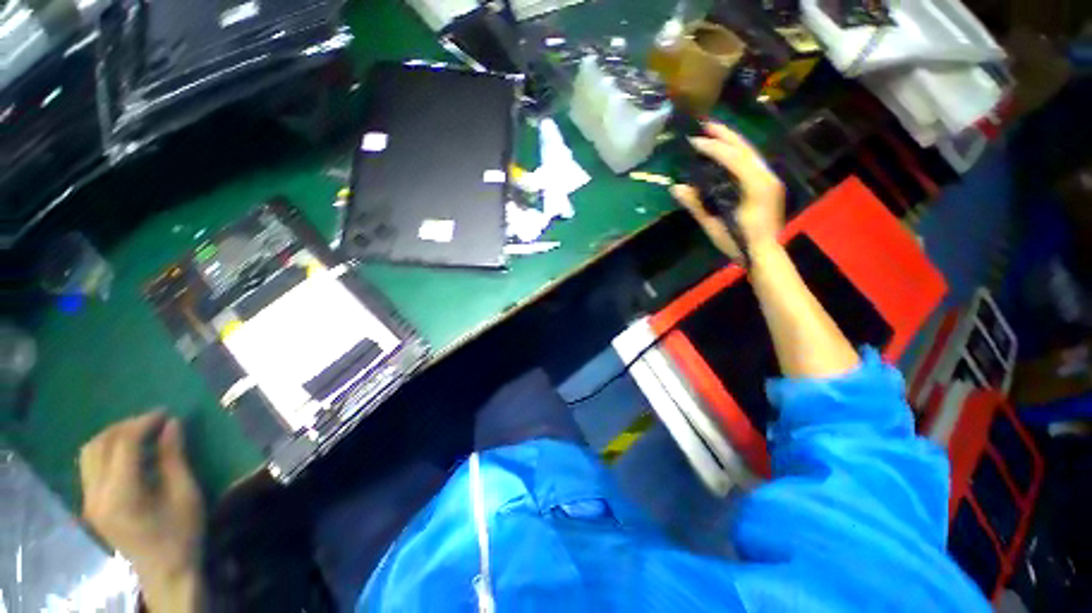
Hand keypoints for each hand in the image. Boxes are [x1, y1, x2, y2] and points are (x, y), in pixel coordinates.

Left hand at [80, 412, 204, 596]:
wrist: (165, 571)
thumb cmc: (181, 532)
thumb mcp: (185, 493)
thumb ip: (173, 457)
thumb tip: (172, 424)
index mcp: (120, 495)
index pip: (122, 445)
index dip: (143, 423)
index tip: (167, 413)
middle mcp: (96, 496)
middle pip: (99, 445)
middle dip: (125, 426)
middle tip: (154, 421)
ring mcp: (89, 502)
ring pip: (89, 454)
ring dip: (113, 437)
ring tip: (140, 433)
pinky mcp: (90, 505)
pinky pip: (90, 467)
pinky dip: (107, 451)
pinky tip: (128, 453)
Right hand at [671, 122, 784, 259]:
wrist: (764, 254)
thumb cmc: (738, 242)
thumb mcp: (714, 225)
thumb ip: (696, 205)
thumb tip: (676, 188)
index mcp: (756, 186)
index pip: (733, 158)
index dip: (713, 148)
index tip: (694, 142)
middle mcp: (767, 177)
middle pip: (745, 148)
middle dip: (725, 135)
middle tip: (705, 125)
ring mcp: (770, 180)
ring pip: (751, 153)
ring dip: (732, 141)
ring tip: (714, 133)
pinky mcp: (768, 185)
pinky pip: (752, 162)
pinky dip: (738, 153)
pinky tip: (727, 152)